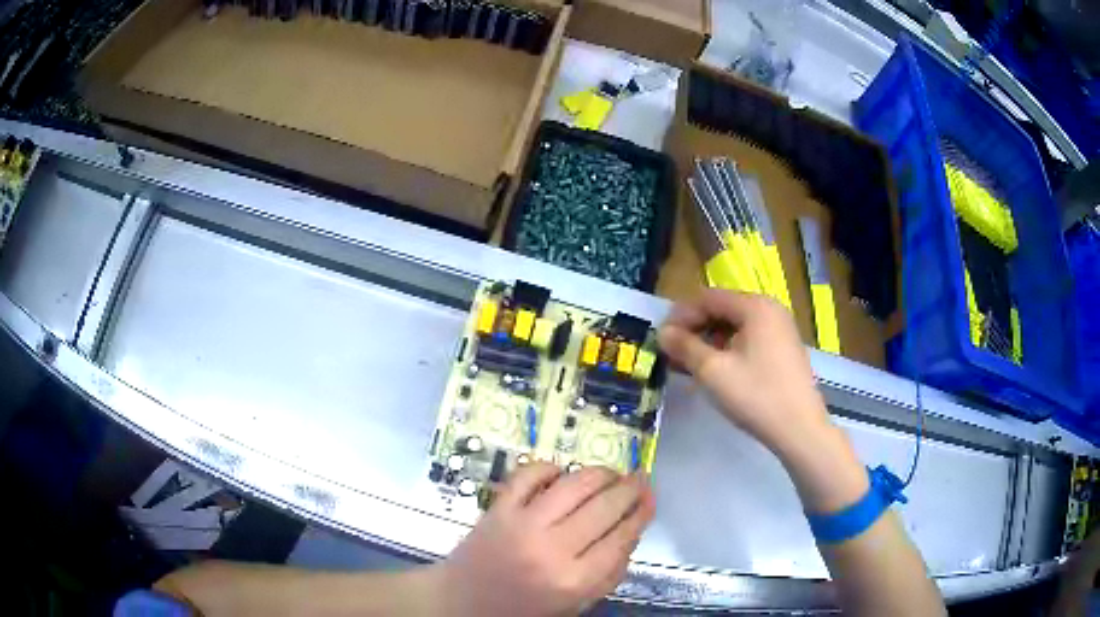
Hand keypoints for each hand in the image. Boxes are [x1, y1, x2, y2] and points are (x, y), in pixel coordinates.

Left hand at [435, 462, 654, 616]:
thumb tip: (630, 532)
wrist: (461, 603)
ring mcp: (522, 524)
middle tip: (639, 479)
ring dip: (600, 473)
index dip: (642, 512)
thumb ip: (608, 575)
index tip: (651, 498)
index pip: (622, 536)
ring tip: (610, 474)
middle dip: (630, 488)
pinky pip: (529, 474)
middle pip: (605, 507)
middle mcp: (552, 549)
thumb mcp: (575, 605)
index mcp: (574, 580)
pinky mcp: (497, 509)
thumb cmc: (522, 610)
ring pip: (574, 484)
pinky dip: (550, 467)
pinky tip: (562, 473)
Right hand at [658, 289, 830, 456]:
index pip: (708, 298)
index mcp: (756, 307)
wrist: (799, 429)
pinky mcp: (783, 349)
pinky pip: (749, 340)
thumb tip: (662, 333)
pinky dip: (727, 350)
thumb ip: (685, 347)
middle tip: (672, 352)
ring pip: (735, 326)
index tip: (661, 338)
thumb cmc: (756, 396)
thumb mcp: (713, 371)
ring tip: (688, 364)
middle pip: (723, 309)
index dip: (681, 315)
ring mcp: (780, 330)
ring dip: (709, 341)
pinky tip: (714, 370)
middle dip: (695, 328)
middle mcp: (770, 310)